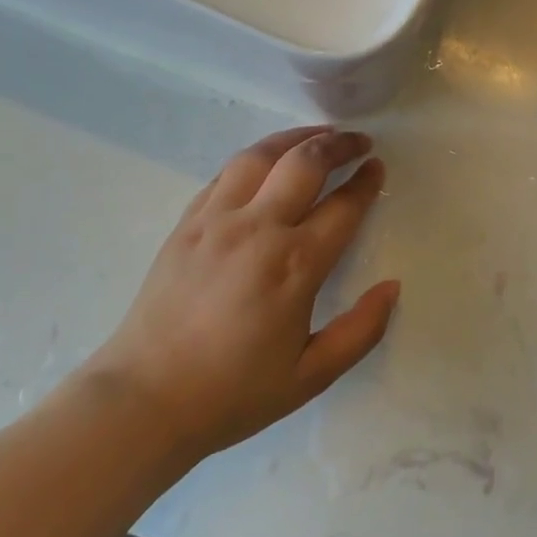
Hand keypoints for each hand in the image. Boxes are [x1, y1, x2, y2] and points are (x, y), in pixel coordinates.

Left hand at [86, 127, 398, 463]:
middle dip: (339, 144)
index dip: (366, 182)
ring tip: (318, 135)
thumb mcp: (310, 376)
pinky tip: (266, 161)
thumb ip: (360, 331)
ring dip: (296, 137)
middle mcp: (258, 229)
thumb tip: (392, 286)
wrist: (143, 401)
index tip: (378, 167)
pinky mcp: (186, 223)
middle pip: (306, 163)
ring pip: (262, 155)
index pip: (343, 206)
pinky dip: (255, 158)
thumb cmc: (233, 393)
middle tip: (359, 141)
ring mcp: (217, 220)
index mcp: (295, 265)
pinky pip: (225, 173)